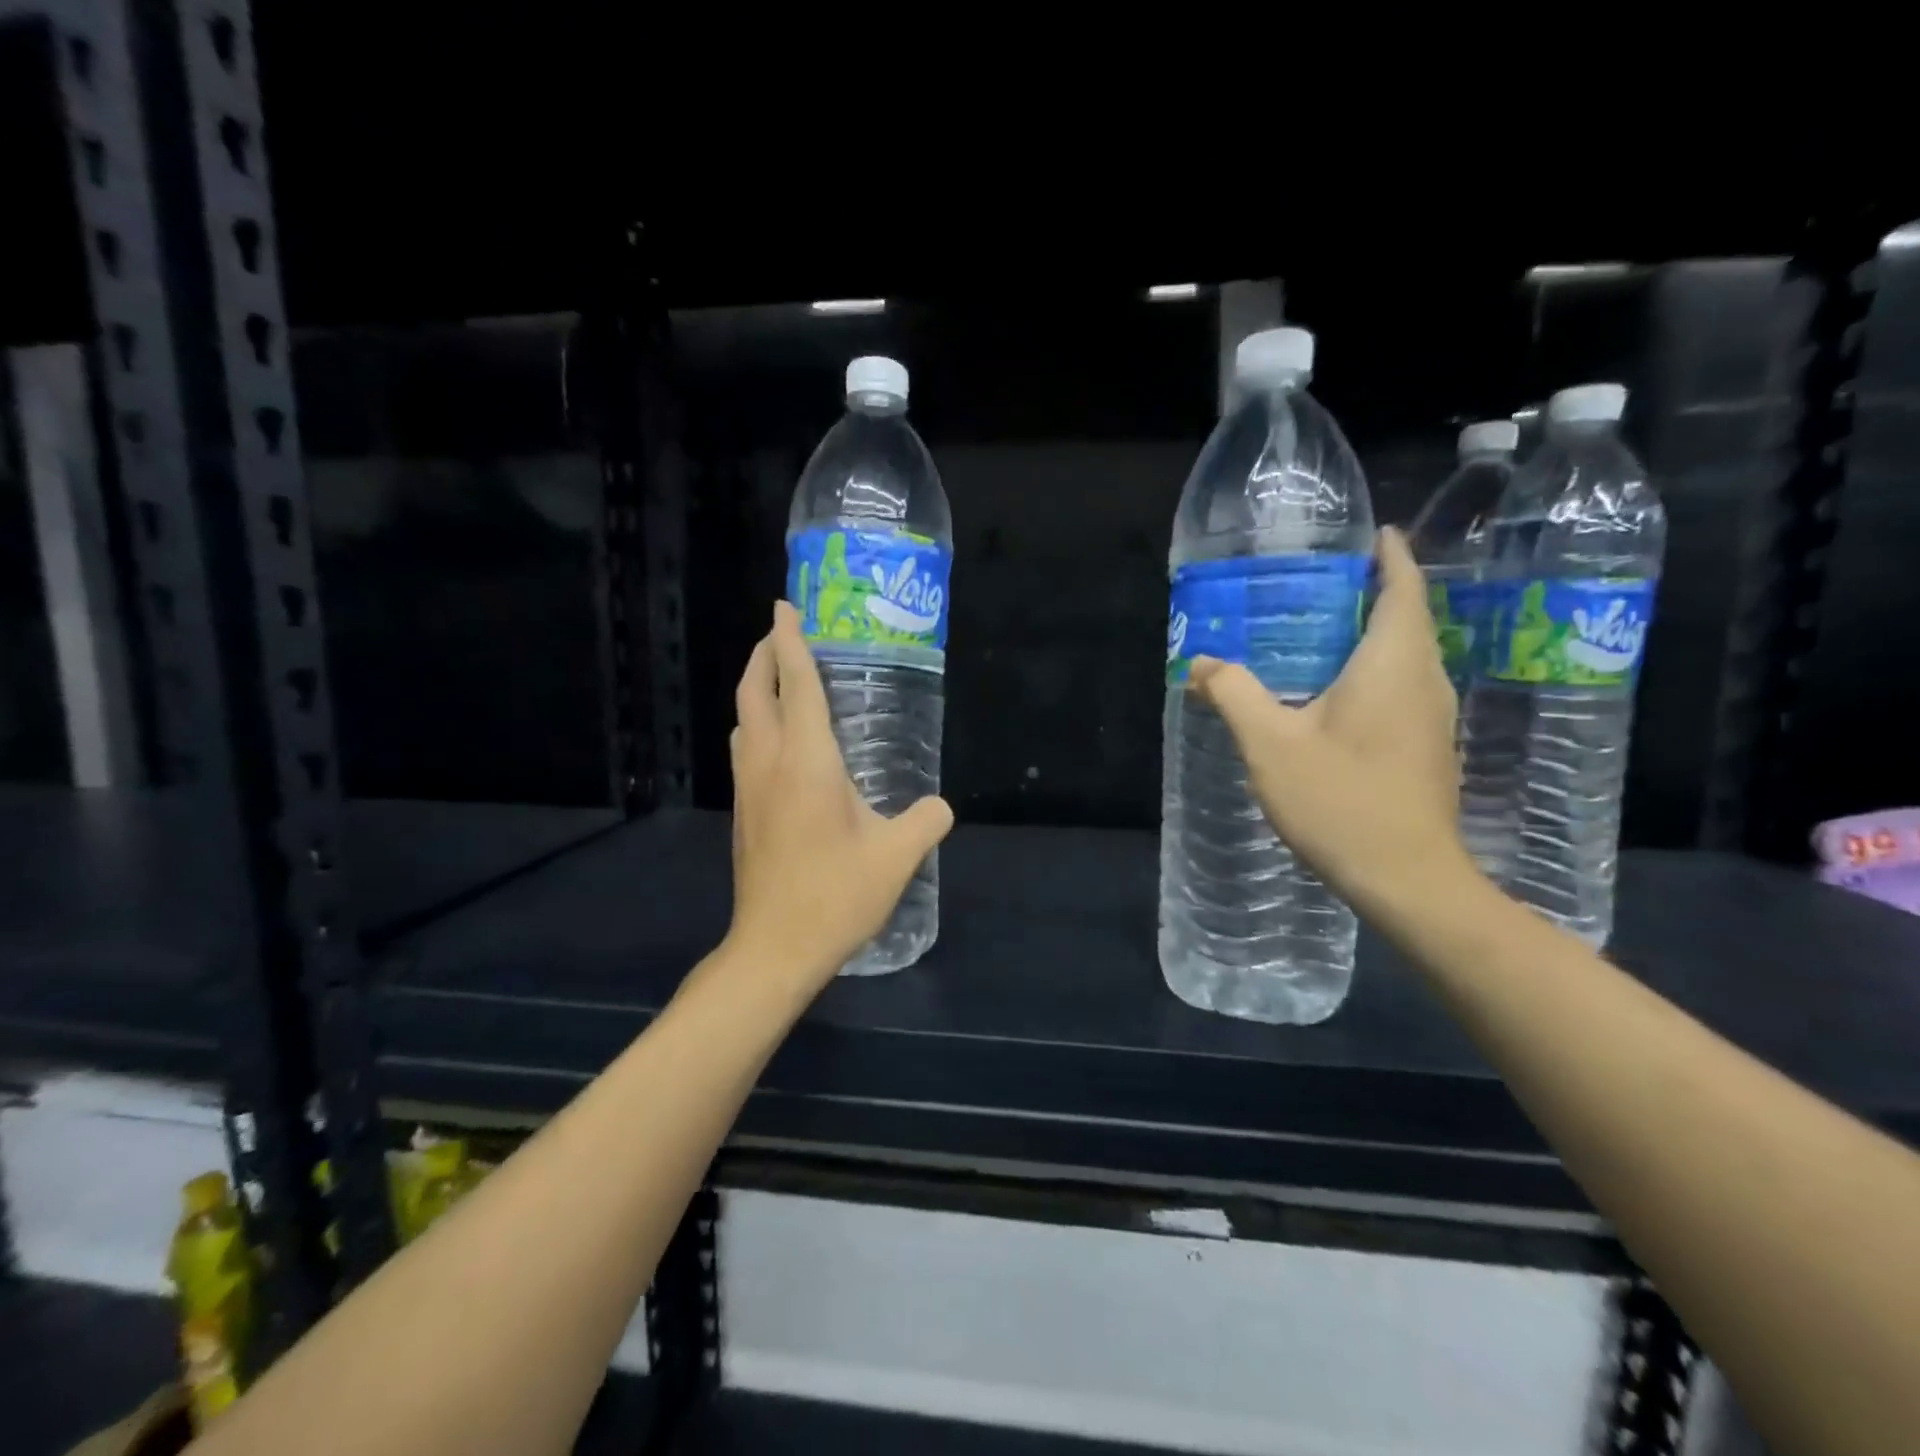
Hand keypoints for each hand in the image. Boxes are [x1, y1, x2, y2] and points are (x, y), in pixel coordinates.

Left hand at [725, 602, 953, 988]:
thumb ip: (926, 821)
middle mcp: (770, 763)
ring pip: (743, 720)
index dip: (790, 640)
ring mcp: (749, 788)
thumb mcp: (896, 857)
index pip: (794, 683)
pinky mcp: (743, 812)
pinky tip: (782, 741)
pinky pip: (746, 748)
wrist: (774, 947)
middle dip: (765, 654)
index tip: (785, 606)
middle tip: (784, 634)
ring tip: (782, 680)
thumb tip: (941, 807)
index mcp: (807, 760)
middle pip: (754, 691)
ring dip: (756, 689)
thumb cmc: (835, 895)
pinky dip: (758, 723)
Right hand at [1188, 527, 1473, 917]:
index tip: (1375, 535)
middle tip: (1322, 584)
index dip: (1391, 557)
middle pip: (1407, 619)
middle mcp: (1424, 681)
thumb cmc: (1340, 800)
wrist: (1405, 879)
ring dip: (1373, 635)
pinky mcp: (1428, 749)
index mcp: (1393, 664)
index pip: (1403, 589)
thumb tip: (1202, 663)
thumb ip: (1233, 693)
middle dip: (1374, 593)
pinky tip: (1332, 693)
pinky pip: (1402, 689)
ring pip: (1406, 657)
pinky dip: (1374, 673)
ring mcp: (1432, 718)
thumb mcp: (1270, 743)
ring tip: (1321, 632)